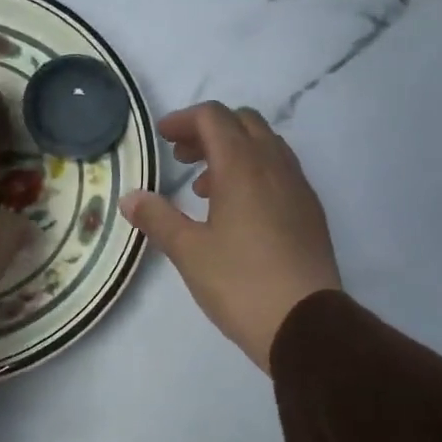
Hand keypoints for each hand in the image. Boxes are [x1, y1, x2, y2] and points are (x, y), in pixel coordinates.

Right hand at [121, 102, 341, 371]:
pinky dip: (256, 174)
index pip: (214, 118)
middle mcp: (275, 166)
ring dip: (234, 153)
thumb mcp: (189, 252)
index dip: (184, 120)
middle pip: (243, 123)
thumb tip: (130, 198)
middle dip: (210, 132)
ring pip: (266, 147)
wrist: (304, 323)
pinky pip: (281, 172)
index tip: (162, 137)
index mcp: (243, 167)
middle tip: (182, 159)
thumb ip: (158, 218)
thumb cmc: (240, 284)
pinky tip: (240, 213)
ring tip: (206, 190)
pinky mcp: (311, 212)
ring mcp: (299, 188)